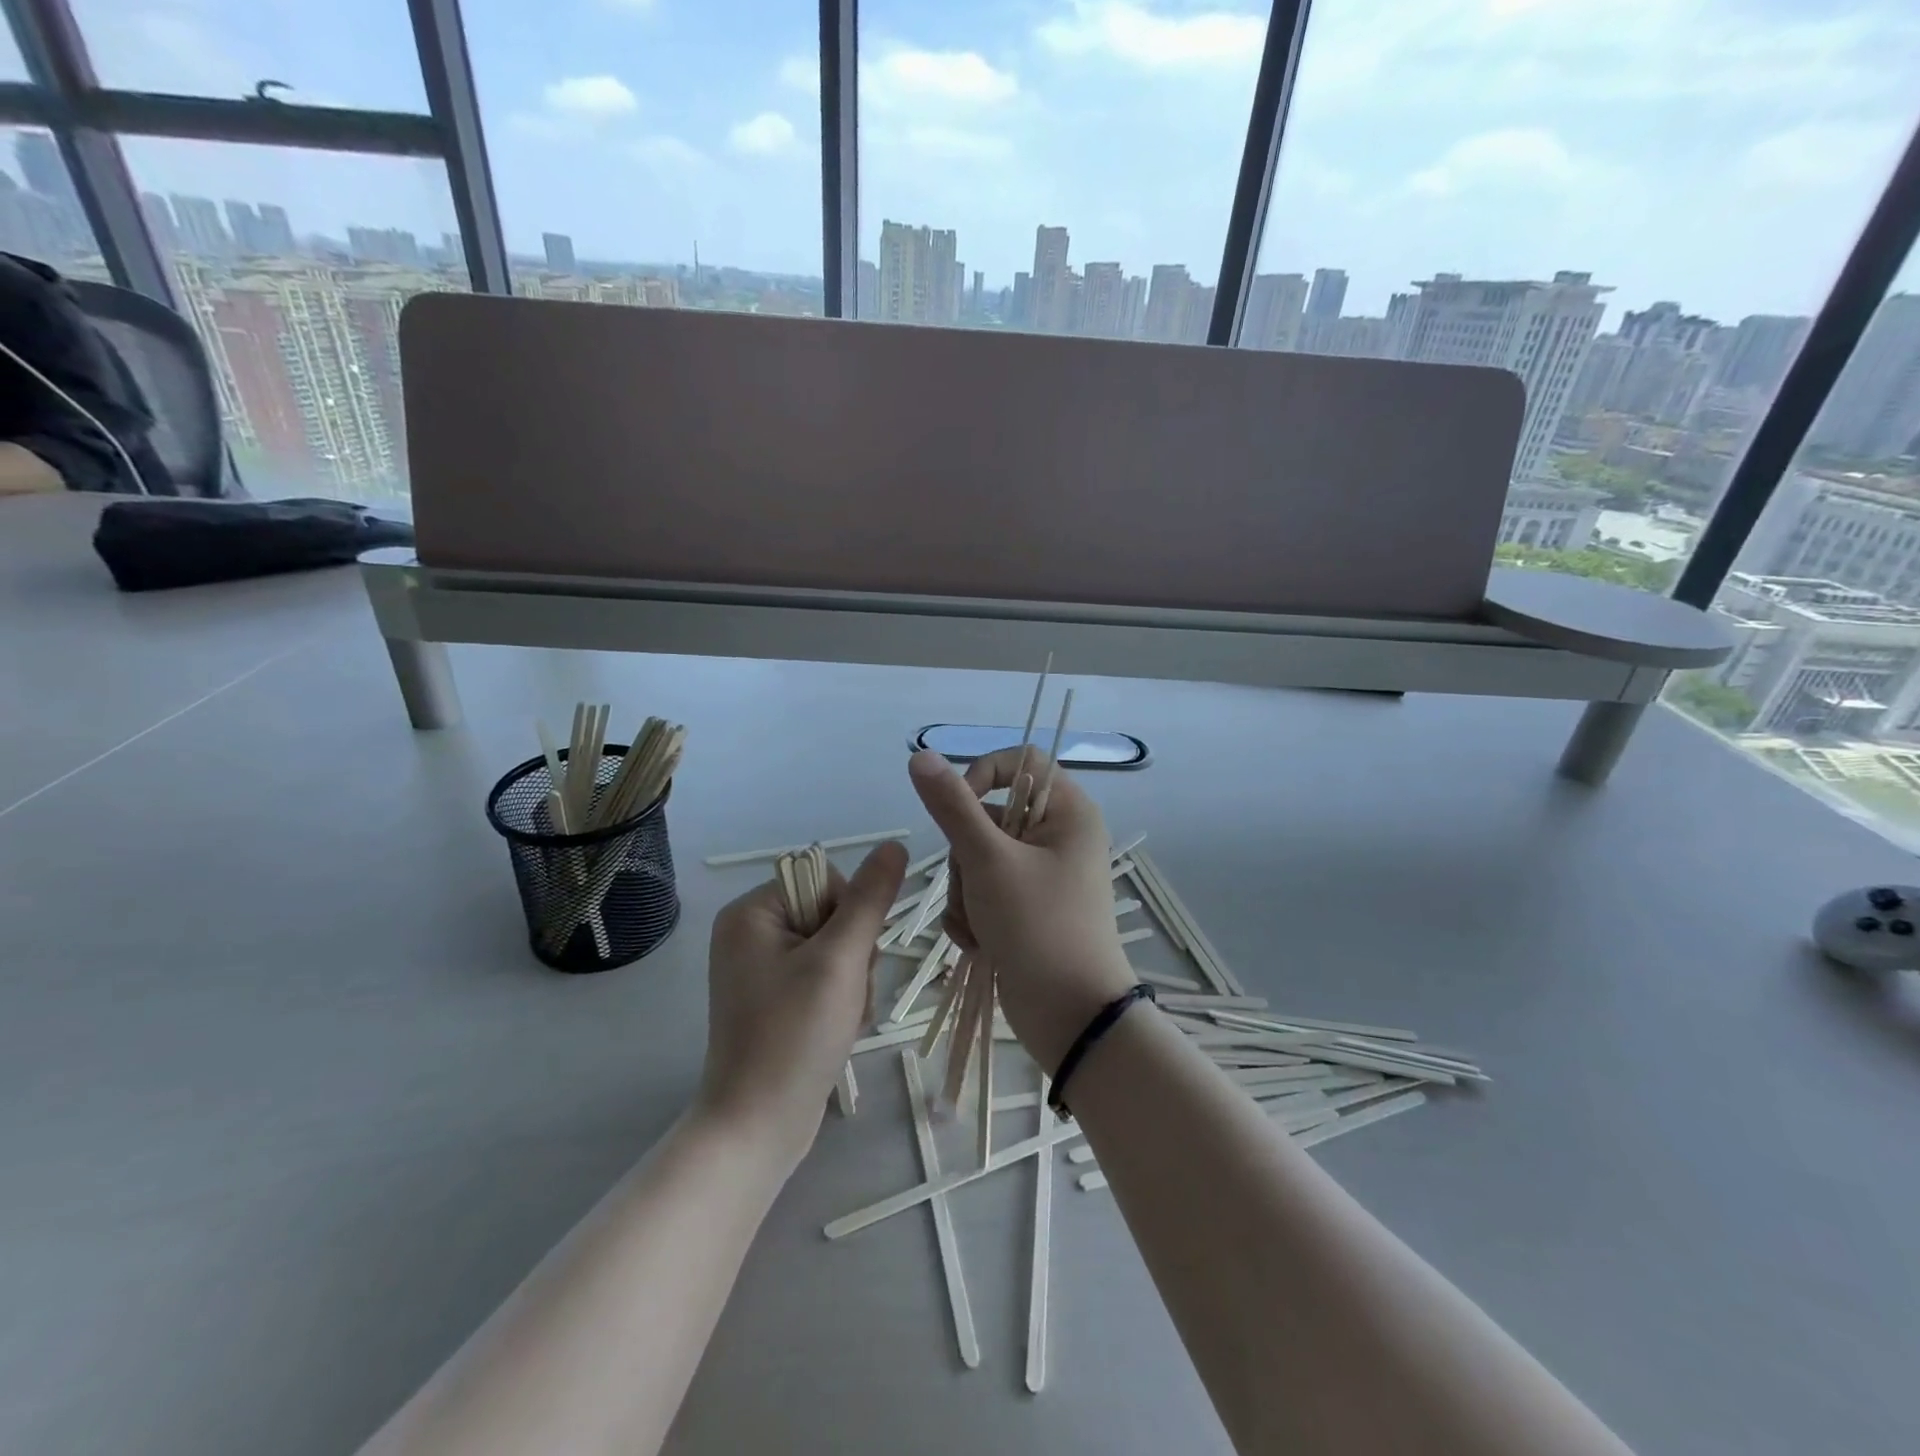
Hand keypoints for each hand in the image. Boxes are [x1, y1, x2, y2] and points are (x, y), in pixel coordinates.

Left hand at [697, 841, 906, 1166]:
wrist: (759, 1128)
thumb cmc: (795, 1036)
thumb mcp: (840, 960)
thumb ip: (870, 900)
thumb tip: (894, 845)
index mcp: (752, 912)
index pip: (827, 882)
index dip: (852, 917)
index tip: (848, 960)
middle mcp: (750, 933)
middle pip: (833, 916)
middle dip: (855, 956)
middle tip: (846, 996)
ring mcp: (761, 969)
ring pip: (837, 950)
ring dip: (855, 981)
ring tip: (844, 1018)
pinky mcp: (775, 1000)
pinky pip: (824, 978)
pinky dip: (842, 1000)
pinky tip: (840, 1029)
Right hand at [908, 749, 1134, 1069]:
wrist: (1070, 1017)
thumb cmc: (1038, 927)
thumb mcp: (988, 861)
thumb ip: (952, 806)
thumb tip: (920, 755)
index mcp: (1067, 812)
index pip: (1021, 762)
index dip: (983, 776)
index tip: (958, 809)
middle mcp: (1057, 837)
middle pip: (989, 816)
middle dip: (967, 857)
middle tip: (977, 887)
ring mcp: (1040, 875)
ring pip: (977, 858)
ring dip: (965, 892)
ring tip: (979, 925)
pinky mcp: (1024, 908)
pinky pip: (982, 891)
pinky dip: (972, 914)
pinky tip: (978, 941)